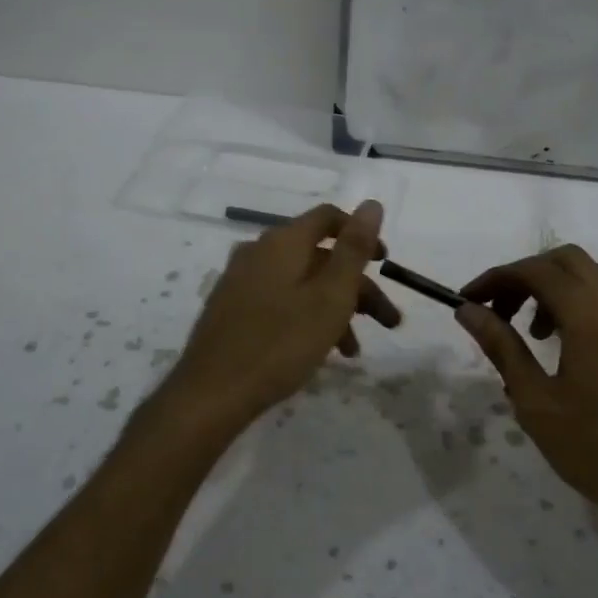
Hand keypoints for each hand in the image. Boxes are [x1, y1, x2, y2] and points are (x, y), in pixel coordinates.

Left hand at [163, 202, 400, 432]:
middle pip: (319, 256)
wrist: (211, 394)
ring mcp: (241, 281)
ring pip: (301, 283)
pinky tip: (318, 352)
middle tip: (387, 321)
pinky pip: (280, 301)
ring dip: (334, 308)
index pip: (328, 217)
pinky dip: (306, 317)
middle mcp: (259, 252)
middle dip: (357, 286)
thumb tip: (371, 204)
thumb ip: (354, 248)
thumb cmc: (280, 343)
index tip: (385, 263)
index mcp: (283, 242)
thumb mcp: (330, 296)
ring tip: (353, 350)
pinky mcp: (231, 309)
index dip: (360, 235)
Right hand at [455, 246, 597, 533]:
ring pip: (589, 277)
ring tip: (528, 333)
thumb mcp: (535, 399)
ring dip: (553, 288)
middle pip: (565, 261)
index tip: (467, 300)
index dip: (496, 278)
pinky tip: (562, 345)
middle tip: (498, 309)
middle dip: (526, 275)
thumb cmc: (595, 448)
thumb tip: (467, 310)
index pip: (535, 271)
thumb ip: (501, 346)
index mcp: (590, 314)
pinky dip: (577, 303)